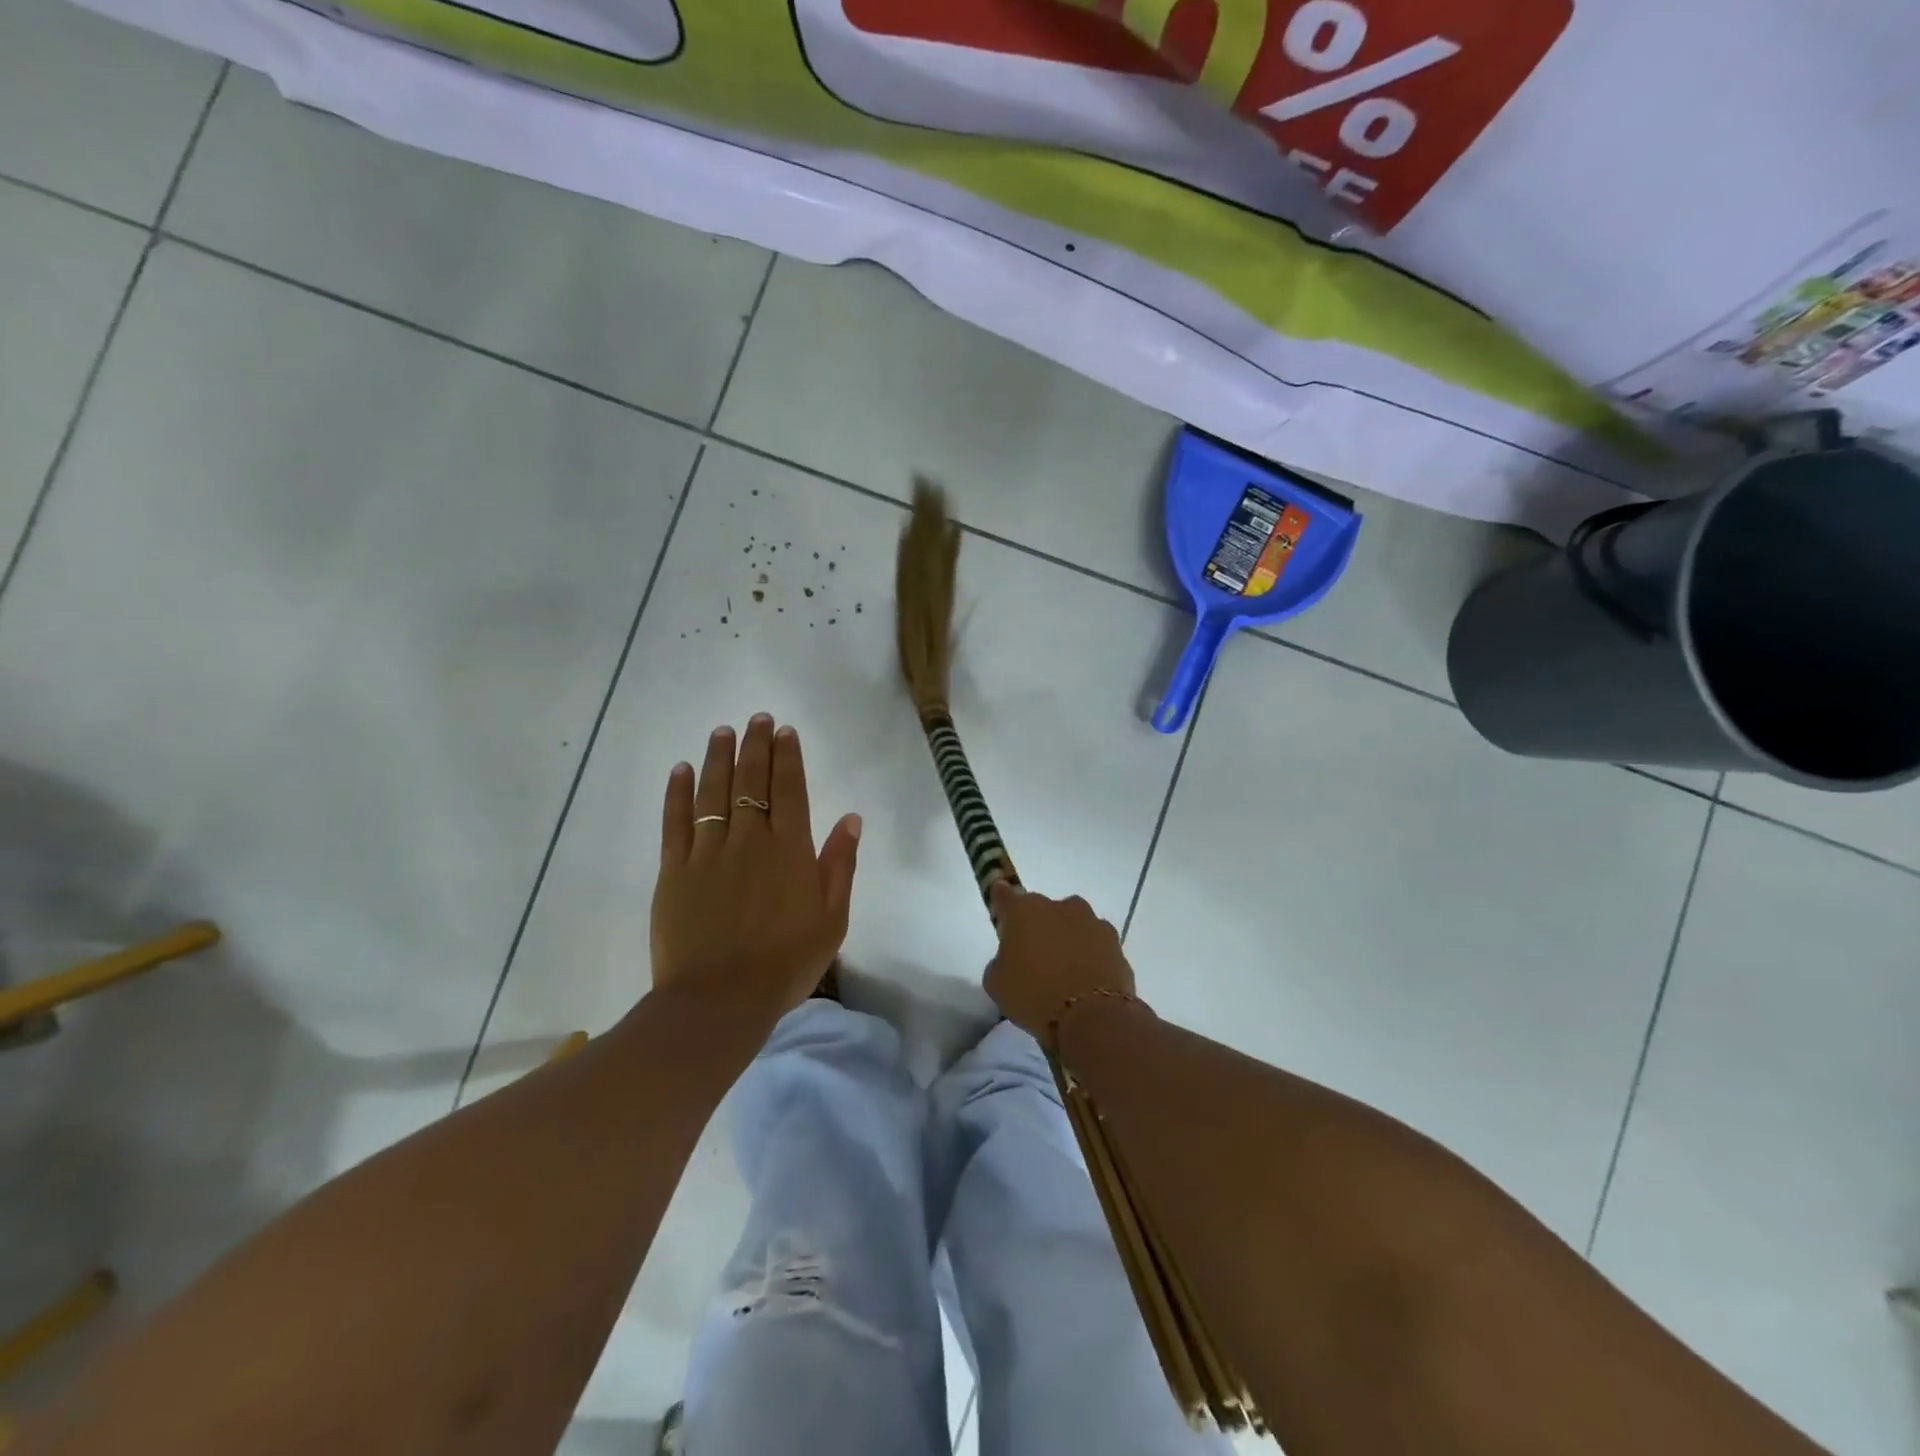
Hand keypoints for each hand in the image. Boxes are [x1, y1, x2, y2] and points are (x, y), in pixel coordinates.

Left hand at [651, 715, 861, 1022]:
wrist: (720, 1000)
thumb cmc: (786, 963)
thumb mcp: (832, 919)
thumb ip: (840, 865)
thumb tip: (851, 818)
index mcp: (790, 850)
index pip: (790, 790)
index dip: (788, 757)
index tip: (785, 732)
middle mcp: (750, 840)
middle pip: (752, 781)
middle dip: (756, 746)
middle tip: (758, 718)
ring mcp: (708, 852)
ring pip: (714, 792)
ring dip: (719, 758)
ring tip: (723, 731)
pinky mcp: (675, 870)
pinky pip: (676, 822)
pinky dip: (678, 793)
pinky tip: (681, 770)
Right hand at [984, 883, 1137, 1036]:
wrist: (1093, 1017)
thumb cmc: (1035, 996)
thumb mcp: (997, 985)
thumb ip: (1000, 962)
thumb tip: (1012, 959)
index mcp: (1024, 910)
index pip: (1005, 895)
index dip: (1000, 900)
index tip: (1000, 910)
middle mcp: (1059, 907)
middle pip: (1042, 911)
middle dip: (1037, 928)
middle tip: (1033, 958)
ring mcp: (1092, 922)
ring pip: (1072, 925)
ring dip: (1066, 939)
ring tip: (1063, 973)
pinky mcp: (1115, 943)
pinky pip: (1094, 945)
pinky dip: (1089, 957)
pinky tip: (1085, 981)